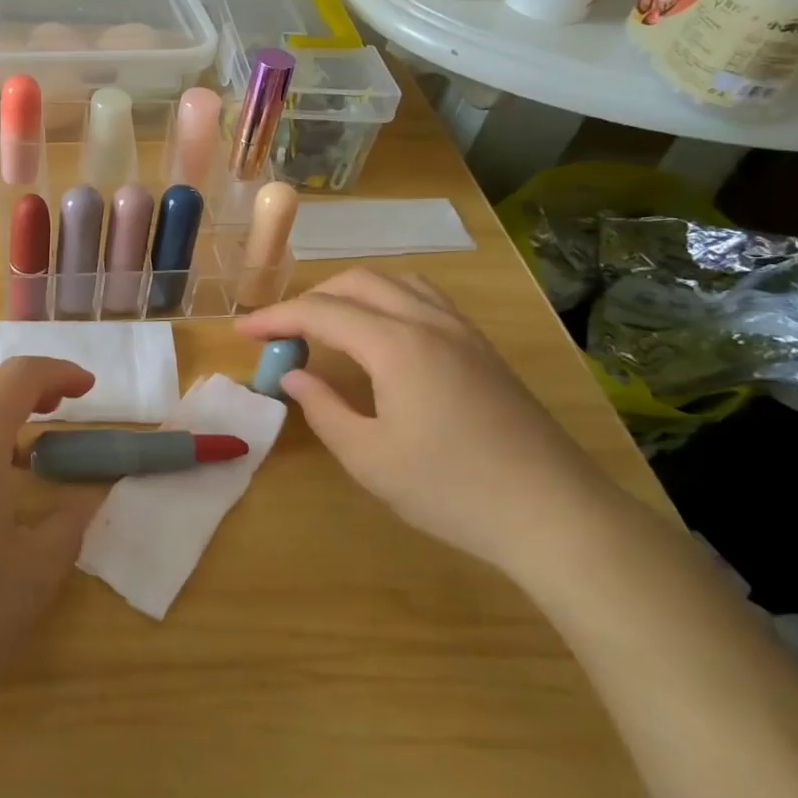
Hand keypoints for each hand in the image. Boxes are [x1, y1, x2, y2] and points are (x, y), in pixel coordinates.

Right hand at [237, 268, 617, 576]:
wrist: (555, 514)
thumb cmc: (452, 490)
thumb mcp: (369, 458)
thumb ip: (323, 409)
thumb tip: (294, 376)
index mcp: (396, 345)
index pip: (321, 312)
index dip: (276, 317)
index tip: (242, 332)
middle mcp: (429, 322)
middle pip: (357, 283)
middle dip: (310, 298)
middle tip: (282, 331)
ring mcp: (462, 331)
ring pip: (396, 283)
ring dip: (351, 293)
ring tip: (328, 325)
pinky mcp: (483, 348)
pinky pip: (425, 299)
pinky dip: (387, 300)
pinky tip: (382, 335)